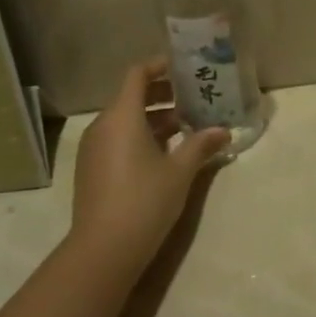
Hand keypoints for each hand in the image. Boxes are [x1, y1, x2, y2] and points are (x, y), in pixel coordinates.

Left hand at [70, 59, 230, 281]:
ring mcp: (93, 149)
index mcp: (122, 116)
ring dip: (153, 118)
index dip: (160, 66)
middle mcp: (103, 125)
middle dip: (163, 94)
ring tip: (185, 127)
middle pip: (131, 96)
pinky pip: (117, 139)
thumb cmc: (144, 200)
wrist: (103, 250)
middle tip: (193, 98)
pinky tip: (164, 154)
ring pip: (125, 120)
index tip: (184, 67)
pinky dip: (140, 136)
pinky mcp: (91, 169)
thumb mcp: (180, 171)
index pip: (138, 74)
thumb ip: (201, 145)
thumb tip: (223, 130)